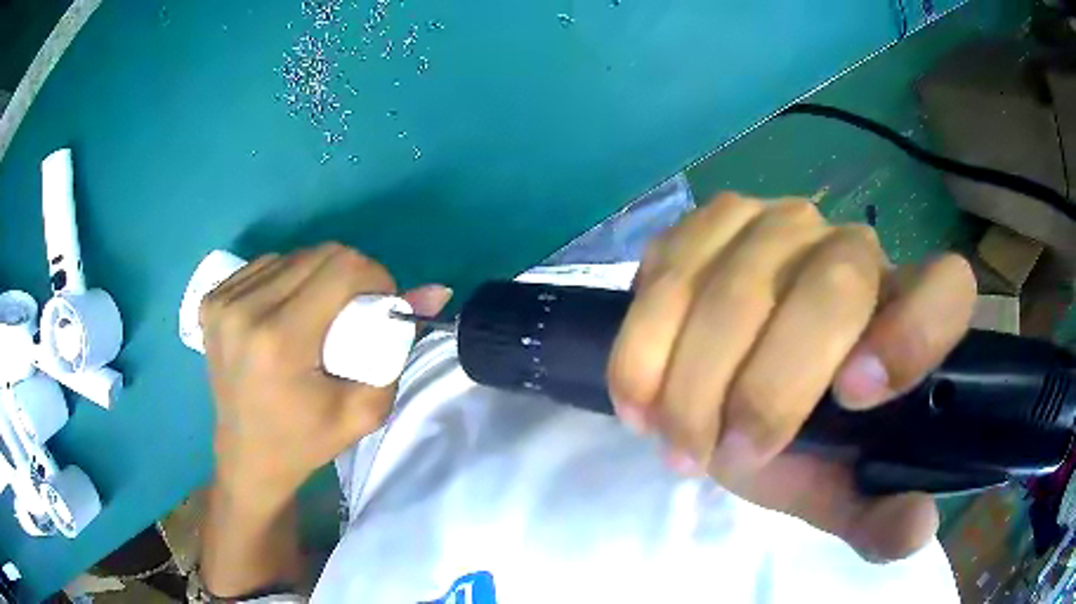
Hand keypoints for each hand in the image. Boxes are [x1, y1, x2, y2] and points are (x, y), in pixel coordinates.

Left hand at [199, 243, 452, 510]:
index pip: (343, 269)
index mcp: (279, 341)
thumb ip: (398, 347)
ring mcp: (221, 302)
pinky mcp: (211, 299)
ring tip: (319, 314)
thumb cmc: (306, 441)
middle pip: (319, 254)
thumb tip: (434, 291)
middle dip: (350, 275)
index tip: (380, 304)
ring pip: (292, 256)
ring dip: (317, 275)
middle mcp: (244, 310)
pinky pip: (265, 265)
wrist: (247, 456)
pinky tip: (287, 309)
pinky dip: (287, 278)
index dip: (375, 277)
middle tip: (353, 311)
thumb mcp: (364, 409)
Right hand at [608, 193, 975, 561]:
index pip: (946, 289)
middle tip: (723, 460)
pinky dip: (644, 346)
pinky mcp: (708, 221)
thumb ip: (875, 515)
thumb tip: (916, 527)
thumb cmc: (800, 437)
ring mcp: (777, 221)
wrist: (730, 383)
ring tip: (672, 442)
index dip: (913, 335)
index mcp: (906, 310)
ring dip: (692, 381)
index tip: (854, 398)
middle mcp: (853, 246)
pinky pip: (669, 272)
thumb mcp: (836, 488)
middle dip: (768, 390)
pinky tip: (638, 398)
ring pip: (735, 286)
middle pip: (831, 290)